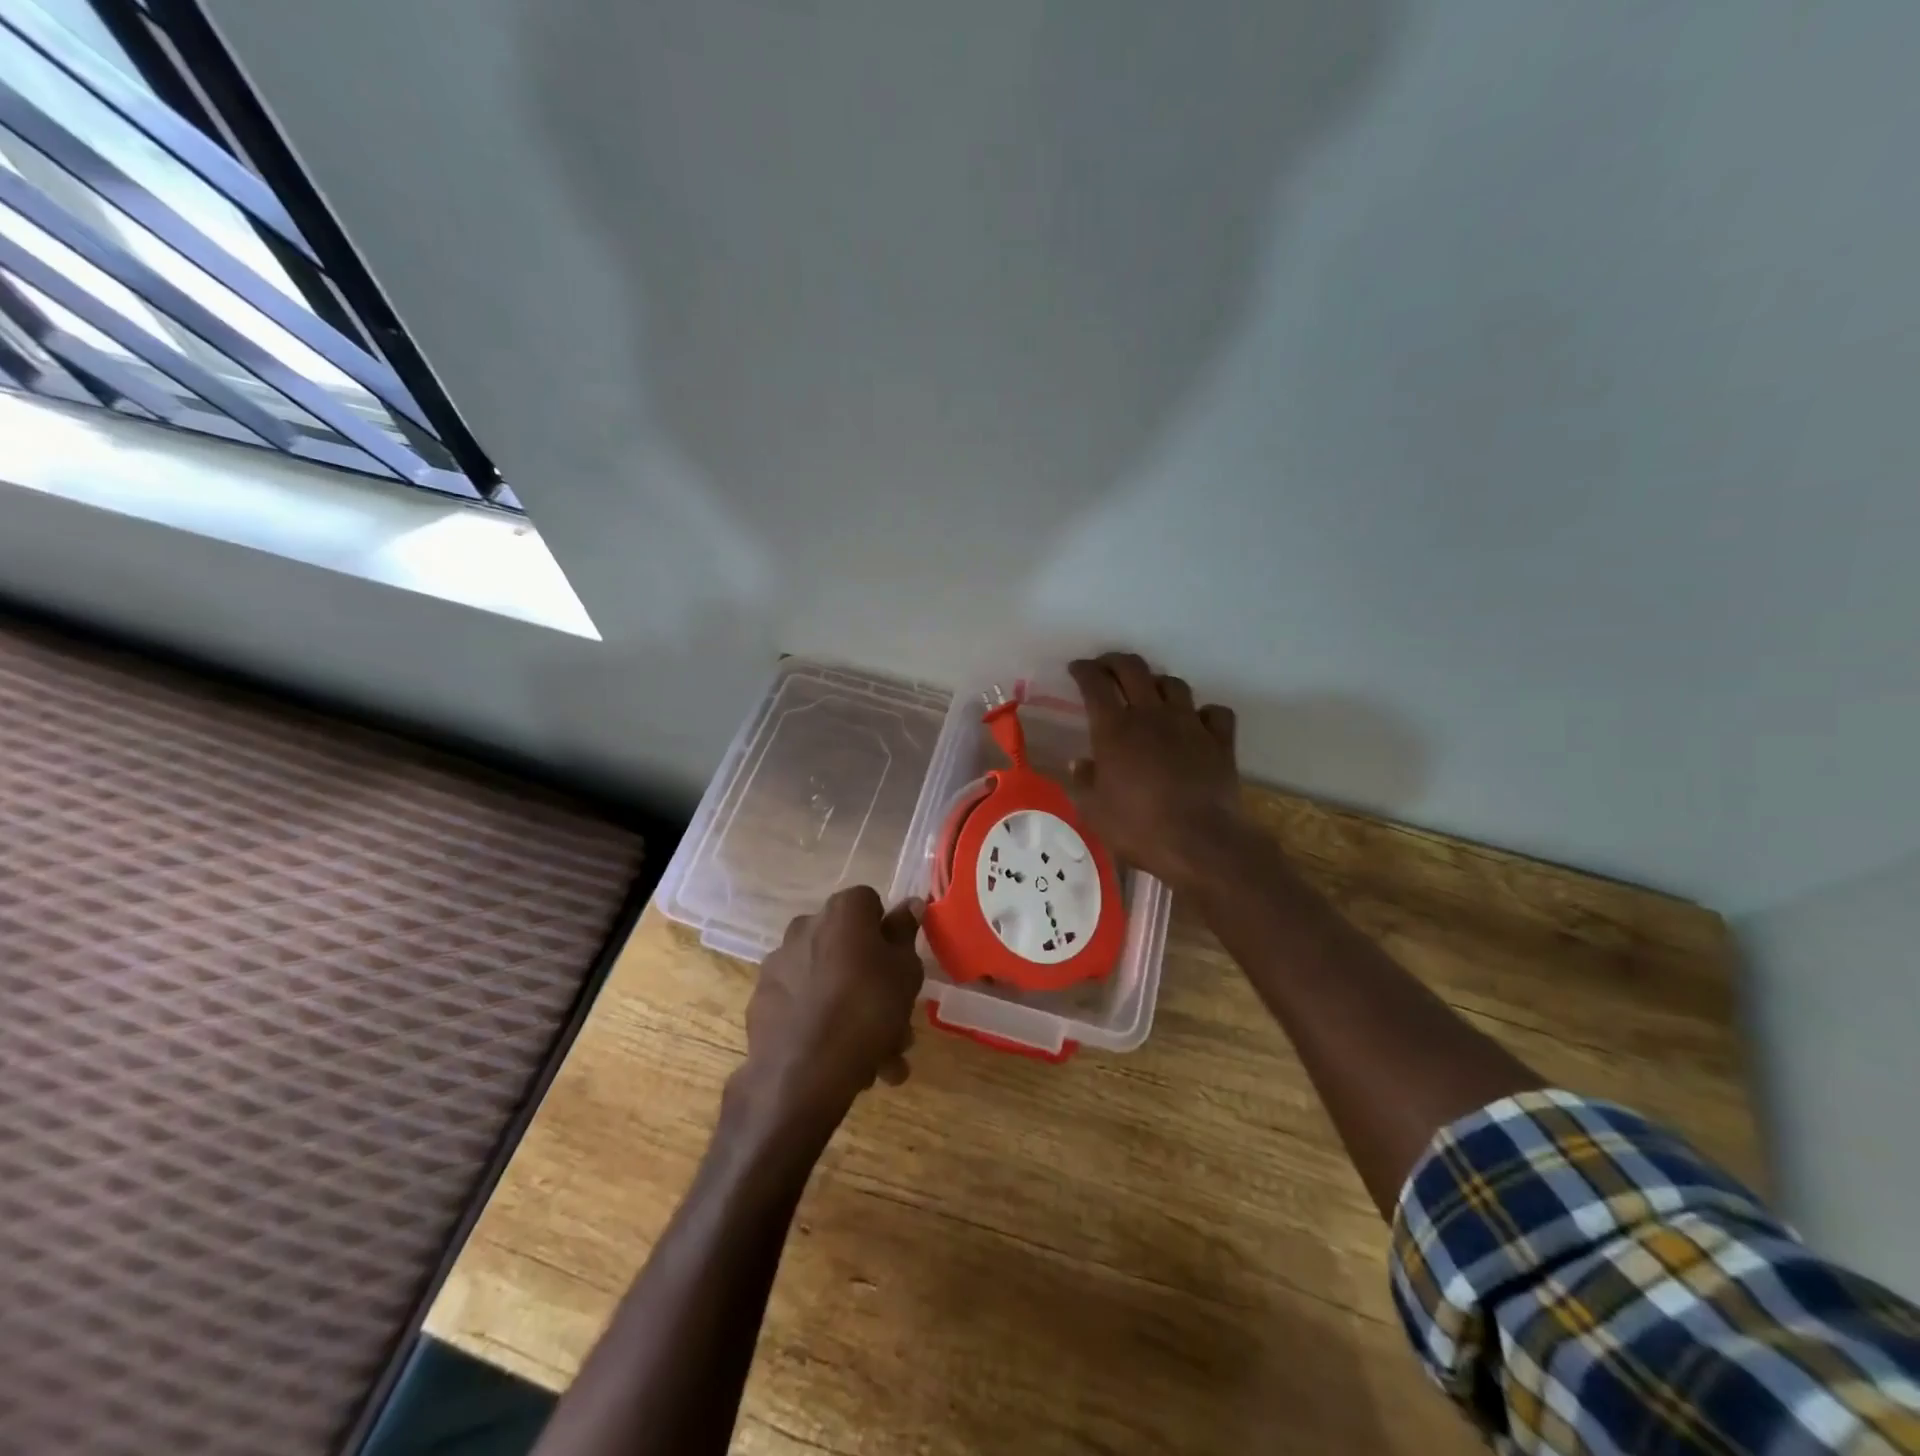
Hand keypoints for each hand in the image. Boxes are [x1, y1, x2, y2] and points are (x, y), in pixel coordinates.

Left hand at [732, 886, 924, 1142]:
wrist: (802, 1074)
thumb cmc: (867, 1010)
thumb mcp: (904, 971)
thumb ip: (905, 934)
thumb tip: (910, 903)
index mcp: (842, 912)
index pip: (870, 904)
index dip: (887, 934)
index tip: (899, 966)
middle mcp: (805, 927)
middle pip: (848, 947)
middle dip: (873, 984)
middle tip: (897, 1024)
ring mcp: (779, 965)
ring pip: (829, 982)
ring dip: (853, 1013)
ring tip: (880, 1062)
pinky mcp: (762, 1001)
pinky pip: (804, 1006)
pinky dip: (823, 1026)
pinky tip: (845, 1063)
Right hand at [1067, 652, 1246, 892]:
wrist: (1201, 843)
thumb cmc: (1138, 829)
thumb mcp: (1094, 811)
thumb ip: (1084, 781)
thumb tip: (1081, 763)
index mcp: (1115, 730)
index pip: (1096, 684)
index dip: (1084, 671)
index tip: (1076, 669)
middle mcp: (1152, 716)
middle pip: (1134, 669)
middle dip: (1115, 661)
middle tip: (1105, 667)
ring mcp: (1190, 724)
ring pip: (1173, 684)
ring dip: (1156, 682)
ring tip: (1149, 693)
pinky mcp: (1220, 741)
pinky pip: (1214, 712)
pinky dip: (1202, 712)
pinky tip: (1195, 722)